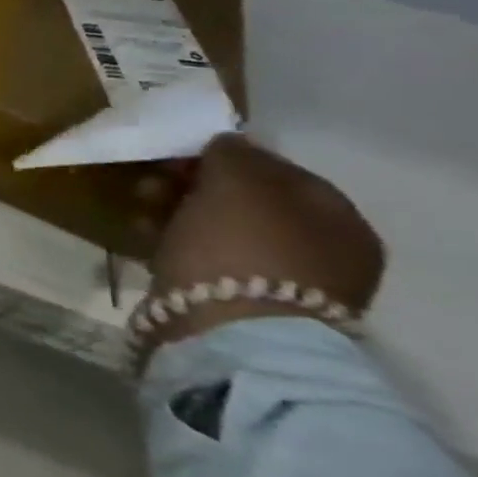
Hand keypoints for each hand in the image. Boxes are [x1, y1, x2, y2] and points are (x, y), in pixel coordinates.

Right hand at [144, 135, 383, 356]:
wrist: (228, 333)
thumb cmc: (239, 247)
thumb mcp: (236, 183)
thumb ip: (233, 155)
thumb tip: (226, 143)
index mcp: (338, 219)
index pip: (276, 170)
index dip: (223, 156)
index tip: (175, 154)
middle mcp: (323, 252)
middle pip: (245, 203)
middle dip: (193, 188)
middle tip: (150, 183)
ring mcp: (284, 285)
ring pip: (220, 232)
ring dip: (177, 215)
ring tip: (139, 212)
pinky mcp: (242, 308)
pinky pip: (204, 261)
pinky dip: (176, 247)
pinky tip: (146, 240)